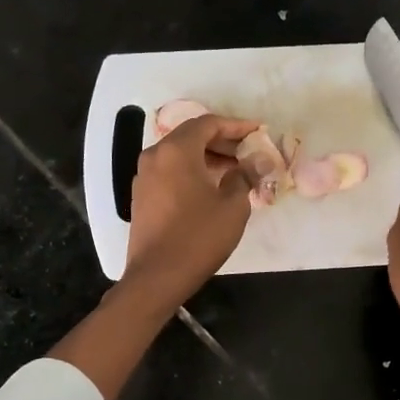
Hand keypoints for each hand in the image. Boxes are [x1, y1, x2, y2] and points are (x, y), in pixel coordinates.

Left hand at [122, 113, 257, 306]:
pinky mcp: (142, 195)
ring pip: (179, 154)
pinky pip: (170, 171)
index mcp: (177, 151)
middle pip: (191, 136)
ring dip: (207, 156)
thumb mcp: (233, 206)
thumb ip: (244, 177)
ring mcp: (144, 176)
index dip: (236, 125)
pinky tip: (211, 187)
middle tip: (248, 151)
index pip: (208, 124)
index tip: (257, 131)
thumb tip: (254, 163)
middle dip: (222, 140)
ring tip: (234, 170)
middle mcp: (155, 156)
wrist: (157, 275)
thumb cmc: (199, 237)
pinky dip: (191, 171)